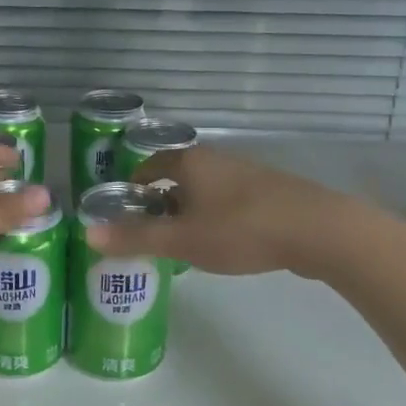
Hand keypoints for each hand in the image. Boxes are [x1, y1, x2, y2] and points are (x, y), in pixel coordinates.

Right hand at [83, 144, 335, 276]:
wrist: (318, 230)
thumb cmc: (240, 230)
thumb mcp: (182, 240)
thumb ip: (135, 238)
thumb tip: (88, 233)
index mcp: (190, 162)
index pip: (148, 166)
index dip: (132, 190)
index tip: (125, 216)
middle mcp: (216, 160)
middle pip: (176, 178)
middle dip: (161, 206)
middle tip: (152, 238)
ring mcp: (246, 173)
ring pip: (205, 191)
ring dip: (190, 214)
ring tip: (185, 246)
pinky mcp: (270, 192)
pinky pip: (229, 201)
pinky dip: (217, 218)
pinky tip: (224, 245)